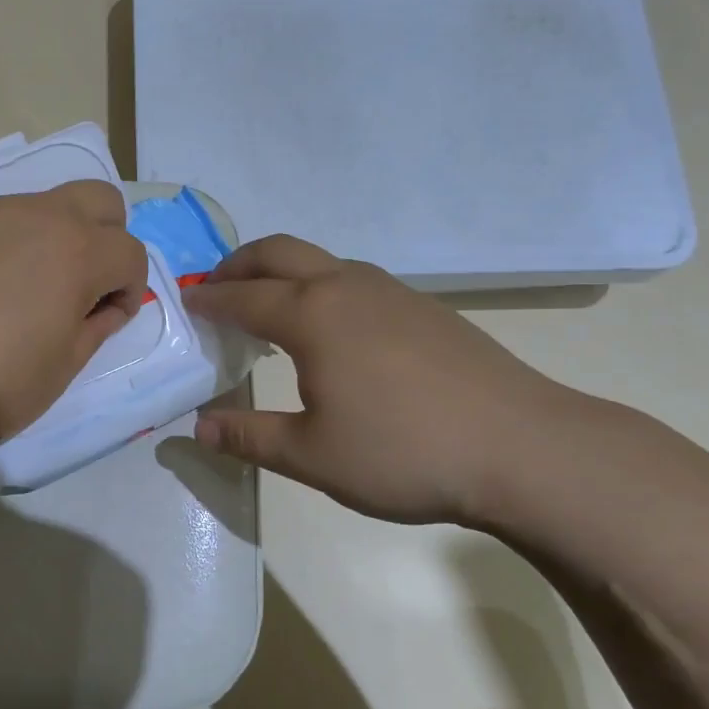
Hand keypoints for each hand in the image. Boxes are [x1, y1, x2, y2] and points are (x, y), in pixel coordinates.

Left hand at [0, 182, 147, 454]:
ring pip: (42, 205)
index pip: (131, 252)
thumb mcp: (60, 369)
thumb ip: (96, 327)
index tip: (105, 318)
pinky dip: (1, 242)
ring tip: (17, 287)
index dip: (129, 288)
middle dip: (106, 237)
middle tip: (80, 283)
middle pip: (100, 199)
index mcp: (77, 252)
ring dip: (51, 237)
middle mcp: (37, 216)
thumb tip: (106, 305)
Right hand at [184, 235, 582, 527]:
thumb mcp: (312, 456)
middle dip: (240, 264)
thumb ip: (249, 437)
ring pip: (322, 261)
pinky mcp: (425, 308)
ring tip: (269, 305)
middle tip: (216, 287)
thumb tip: (197, 426)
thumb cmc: (403, 451)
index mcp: (313, 315)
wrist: (521, 447)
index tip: (186, 303)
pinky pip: (355, 280)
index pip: (244, 297)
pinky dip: (322, 286)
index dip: (209, 300)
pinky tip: (333, 328)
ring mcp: (392, 292)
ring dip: (284, 271)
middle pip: (280, 253)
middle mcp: (347, 287)